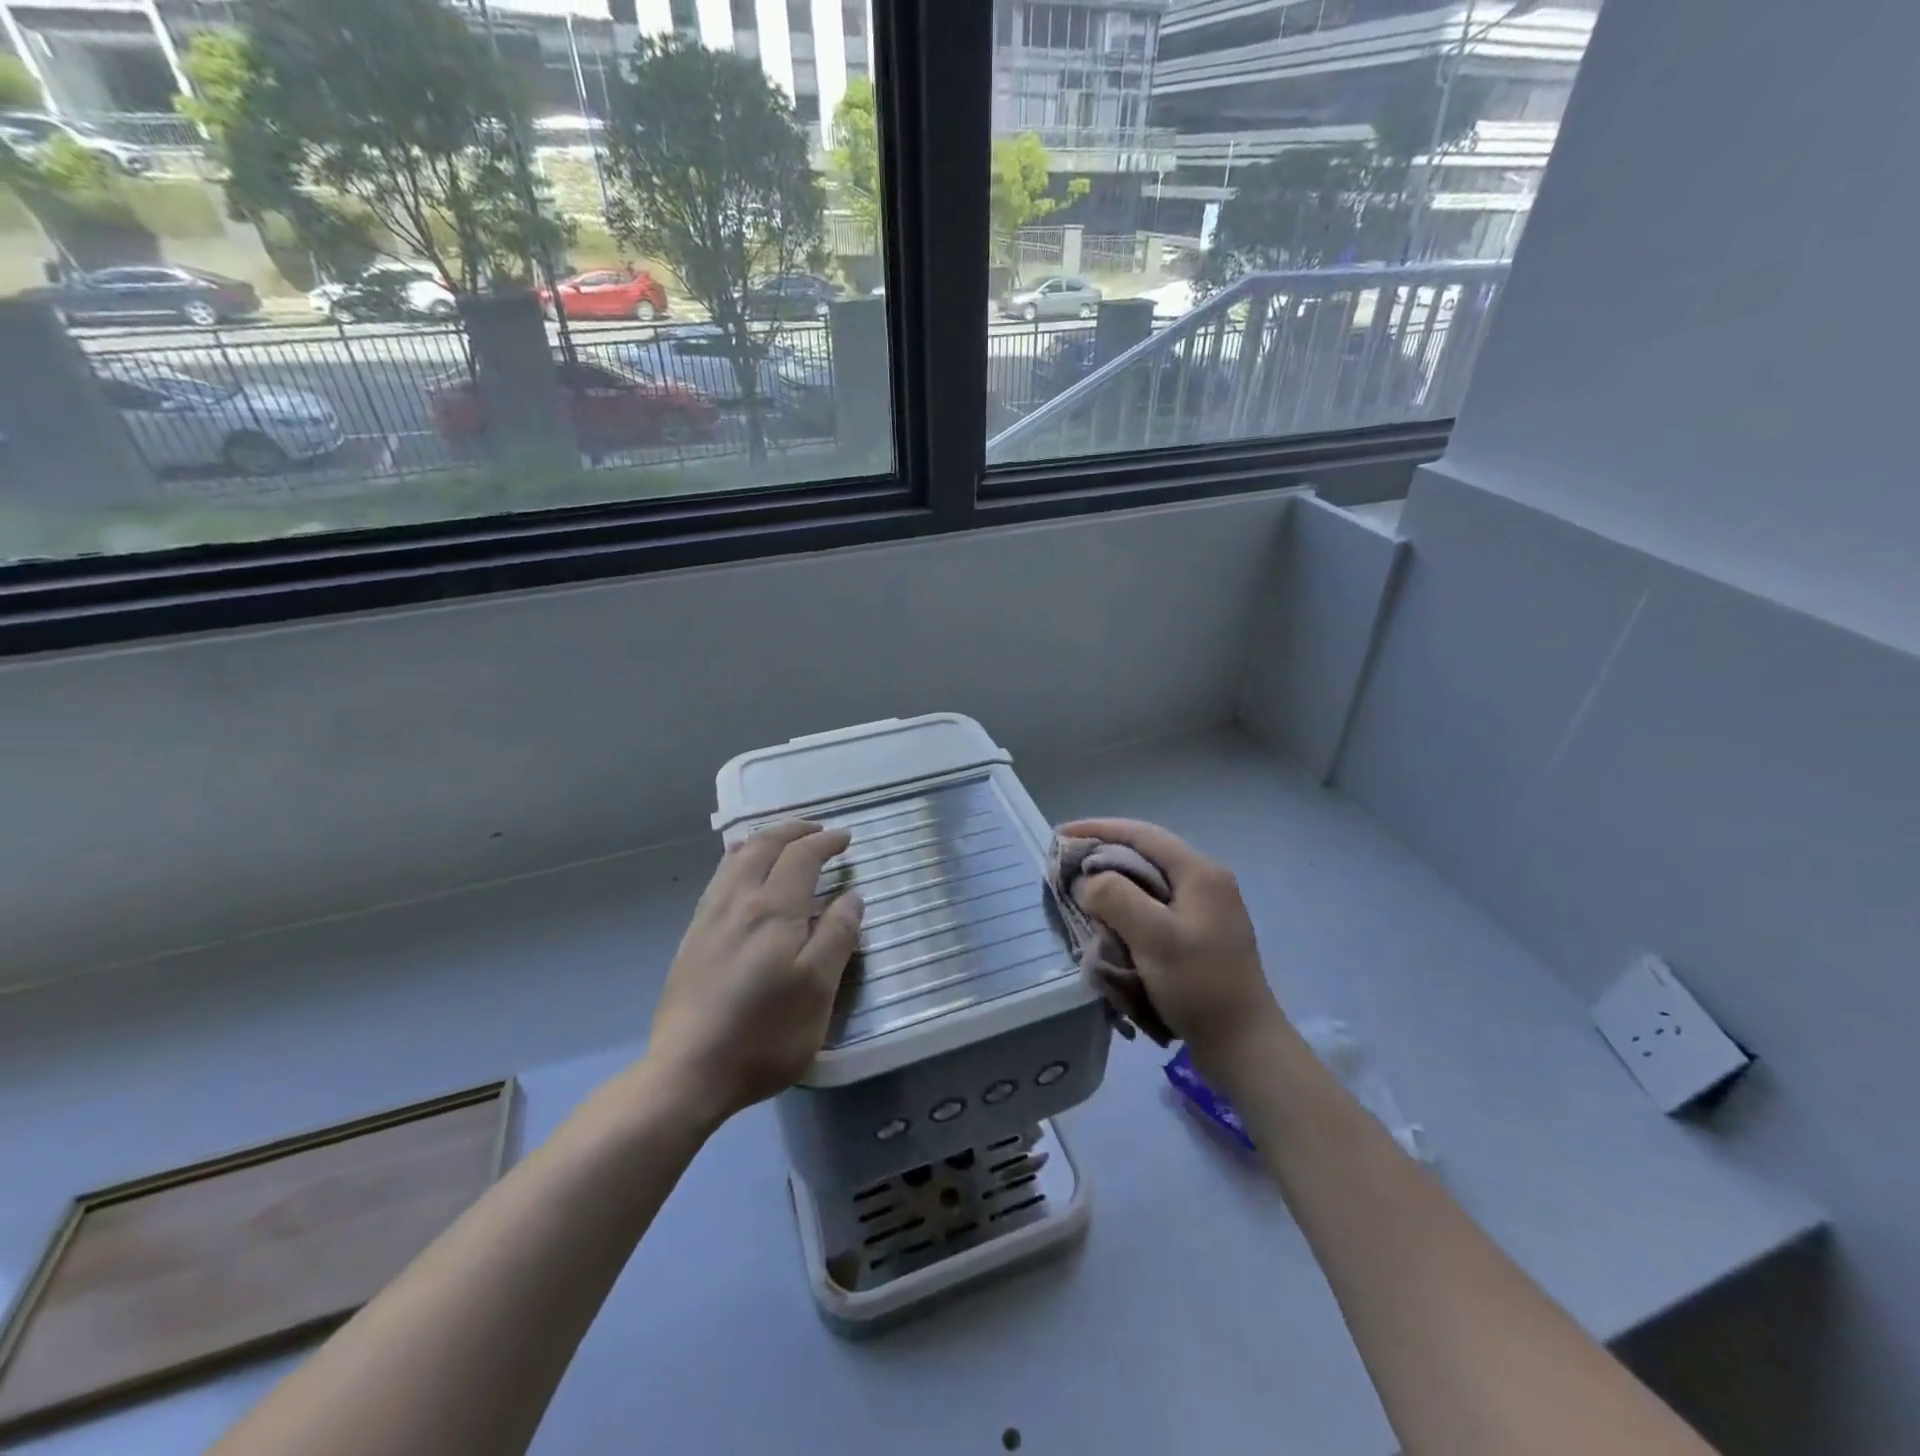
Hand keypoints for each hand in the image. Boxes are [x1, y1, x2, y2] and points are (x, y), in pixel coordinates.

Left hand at [645, 821, 863, 1127]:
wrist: (688, 1071)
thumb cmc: (765, 1033)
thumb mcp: (817, 989)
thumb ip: (837, 936)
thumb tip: (852, 896)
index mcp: (773, 909)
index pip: (801, 856)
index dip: (826, 842)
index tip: (846, 839)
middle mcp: (738, 901)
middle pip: (764, 846)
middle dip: (794, 830)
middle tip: (818, 830)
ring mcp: (709, 917)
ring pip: (735, 858)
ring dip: (764, 839)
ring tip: (781, 841)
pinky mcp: (693, 937)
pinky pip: (719, 878)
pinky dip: (738, 859)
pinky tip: (740, 873)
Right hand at [1058, 818, 1289, 1068]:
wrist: (1243, 1045)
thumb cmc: (1199, 985)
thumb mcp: (1153, 937)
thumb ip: (1115, 898)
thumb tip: (1088, 881)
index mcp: (1199, 872)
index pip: (1142, 835)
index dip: (1099, 829)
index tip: (1061, 835)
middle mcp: (1205, 882)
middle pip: (1145, 856)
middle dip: (1103, 858)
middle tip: (1067, 869)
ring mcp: (1205, 910)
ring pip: (1149, 884)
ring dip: (1114, 886)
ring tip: (1082, 896)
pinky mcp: (1200, 935)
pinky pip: (1155, 909)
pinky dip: (1128, 910)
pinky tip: (1109, 925)